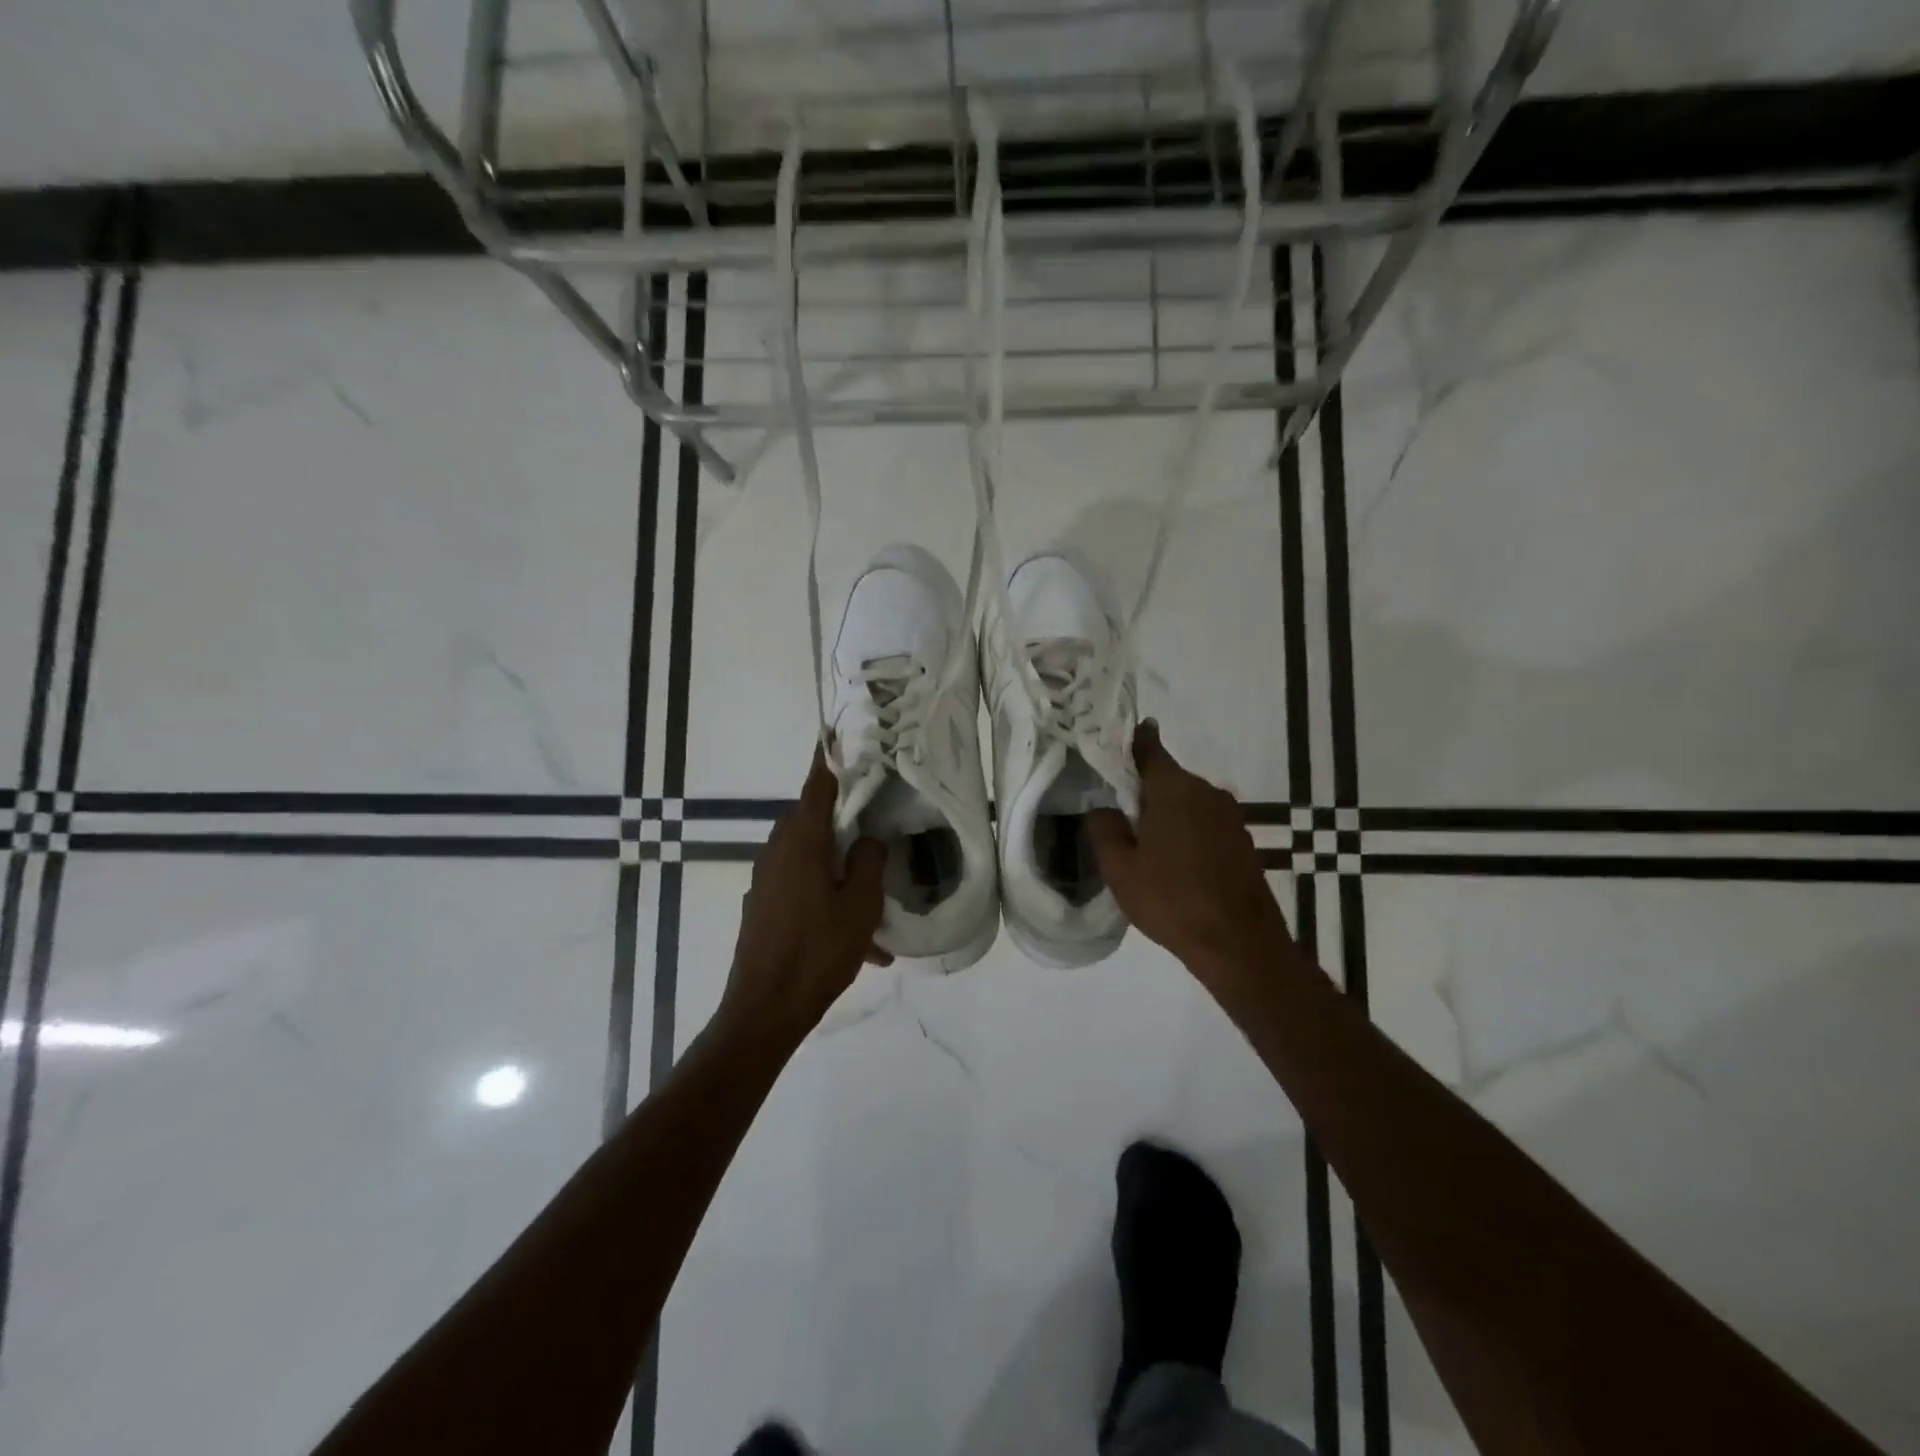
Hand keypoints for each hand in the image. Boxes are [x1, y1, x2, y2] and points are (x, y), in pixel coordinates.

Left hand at [722, 745, 888, 1041]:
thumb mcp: (860, 905)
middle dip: (844, 821)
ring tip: (873, 906)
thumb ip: (869, 861)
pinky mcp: (763, 907)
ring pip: (810, 859)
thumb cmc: (818, 951)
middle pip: (813, 820)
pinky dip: (827, 899)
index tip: (841, 736)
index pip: (817, 784)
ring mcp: (766, 880)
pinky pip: (801, 888)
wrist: (764, 1009)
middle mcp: (777, 851)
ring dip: (839, 871)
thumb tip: (868, 840)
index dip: (831, 758)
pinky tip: (857, 942)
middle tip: (877, 825)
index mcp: (801, 841)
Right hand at [1088, 721, 1291, 991]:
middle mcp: (1206, 791)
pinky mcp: (1242, 840)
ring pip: (1187, 801)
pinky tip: (1175, 862)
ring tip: (1144, 842)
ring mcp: (1230, 816)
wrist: (1239, 943)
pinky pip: (1205, 823)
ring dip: (1167, 813)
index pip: (1149, 747)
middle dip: (1143, 788)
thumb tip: (1103, 807)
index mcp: (1173, 788)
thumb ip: (1104, 828)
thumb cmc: (1171, 899)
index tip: (1114, 742)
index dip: (1131, 741)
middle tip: (1118, 811)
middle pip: (1167, 777)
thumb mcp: (1119, 868)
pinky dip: (1187, 831)